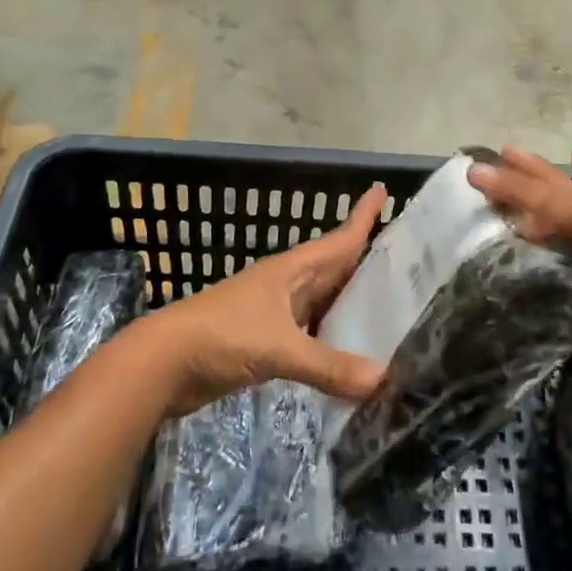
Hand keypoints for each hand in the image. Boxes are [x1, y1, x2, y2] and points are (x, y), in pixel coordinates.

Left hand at [137, 186, 387, 415]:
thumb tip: (383, 379)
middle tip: (407, 262)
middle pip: (336, 269)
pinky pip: (311, 334)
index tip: (384, 191)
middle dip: (367, 263)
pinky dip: (333, 340)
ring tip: (390, 310)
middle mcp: (289, 286)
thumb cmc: (222, 336)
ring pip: (324, 303)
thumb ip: (329, 366)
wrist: (163, 363)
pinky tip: (351, 354)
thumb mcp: (279, 348)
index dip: (362, 216)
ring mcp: (276, 315)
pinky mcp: (266, 343)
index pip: (338, 238)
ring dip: (352, 305)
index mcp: (293, 270)